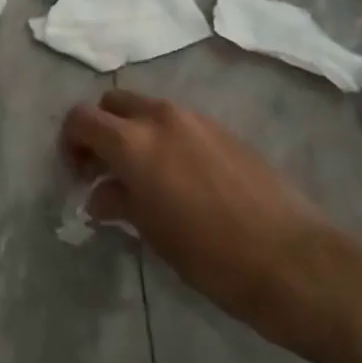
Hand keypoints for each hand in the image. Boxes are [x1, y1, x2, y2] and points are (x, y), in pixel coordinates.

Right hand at [63, 90, 358, 357]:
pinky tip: (180, 178)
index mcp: (134, 142)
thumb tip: (98, 196)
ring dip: (134, 132)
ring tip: (142, 177)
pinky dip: (165, 138)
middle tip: (104, 170)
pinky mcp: (226, 131)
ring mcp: (198, 120)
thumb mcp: (152, 232)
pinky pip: (180, 122)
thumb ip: (119, 202)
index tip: (77, 174)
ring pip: (149, 108)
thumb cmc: (210, 255)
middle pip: (113, 103)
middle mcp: (162, 117)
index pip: (82, 119)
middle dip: (101, 129)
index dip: (70, 142)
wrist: (292, 259)